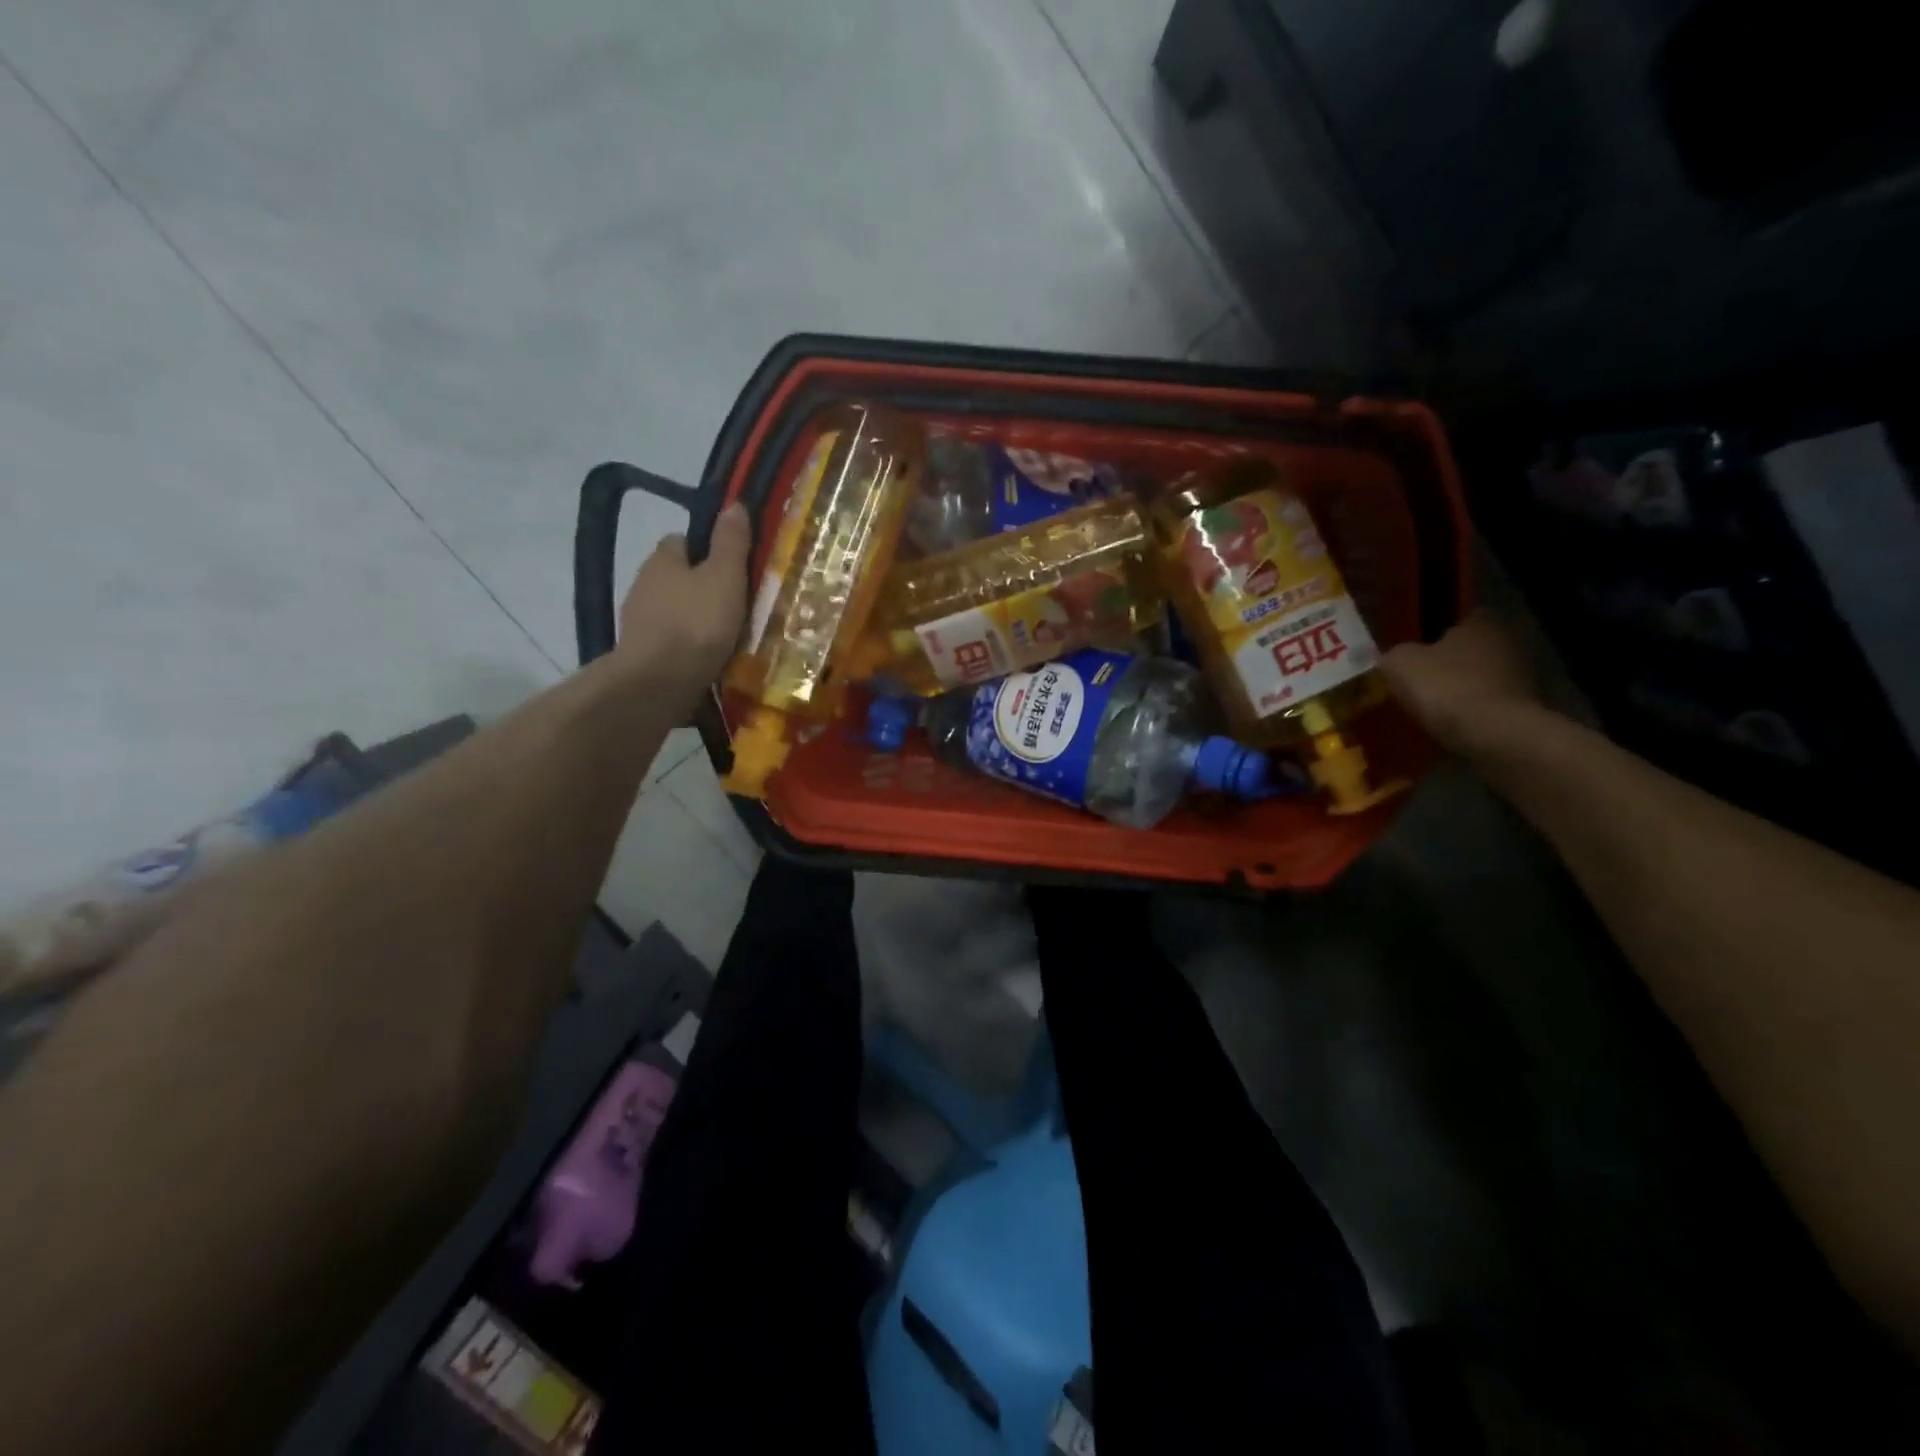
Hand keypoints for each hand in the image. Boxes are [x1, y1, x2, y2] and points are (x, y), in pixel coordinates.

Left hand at [616, 501, 751, 692]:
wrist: (658, 683)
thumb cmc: (696, 623)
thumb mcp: (724, 577)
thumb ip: (730, 542)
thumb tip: (733, 503)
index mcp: (662, 560)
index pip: (682, 541)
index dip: (708, 548)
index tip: (734, 565)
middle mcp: (644, 585)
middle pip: (679, 578)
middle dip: (704, 587)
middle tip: (739, 603)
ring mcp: (641, 623)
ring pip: (676, 611)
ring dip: (697, 620)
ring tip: (730, 636)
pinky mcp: (644, 655)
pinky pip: (673, 642)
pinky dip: (690, 647)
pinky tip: (712, 659)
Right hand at [1379, 610, 1544, 756]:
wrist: (1494, 734)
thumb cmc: (1445, 687)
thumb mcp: (1399, 664)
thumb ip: (1392, 655)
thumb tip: (1390, 657)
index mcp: (1479, 623)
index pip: (1457, 617)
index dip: (1433, 632)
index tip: (1413, 648)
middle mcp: (1505, 643)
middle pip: (1468, 649)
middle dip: (1444, 663)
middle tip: (1414, 679)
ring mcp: (1519, 677)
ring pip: (1476, 678)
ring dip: (1456, 689)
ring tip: (1425, 706)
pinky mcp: (1521, 709)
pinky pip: (1484, 705)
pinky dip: (1467, 712)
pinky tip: (1445, 724)